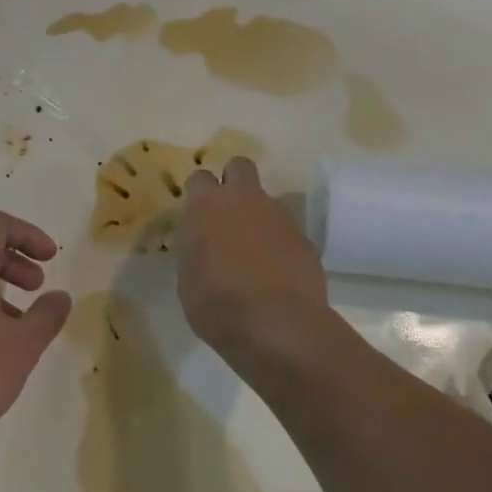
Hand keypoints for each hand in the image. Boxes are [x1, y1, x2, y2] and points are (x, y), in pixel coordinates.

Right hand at [178, 157, 329, 366]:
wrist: (276, 325)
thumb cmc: (216, 305)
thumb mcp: (188, 279)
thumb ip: (195, 251)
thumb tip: (204, 247)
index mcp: (206, 206)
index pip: (199, 179)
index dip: (199, 195)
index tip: (197, 216)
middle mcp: (243, 200)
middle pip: (239, 167)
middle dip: (234, 183)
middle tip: (228, 215)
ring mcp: (278, 216)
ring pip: (267, 200)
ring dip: (259, 217)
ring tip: (255, 253)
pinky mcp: (304, 237)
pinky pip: (287, 230)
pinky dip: (280, 244)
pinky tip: (276, 272)